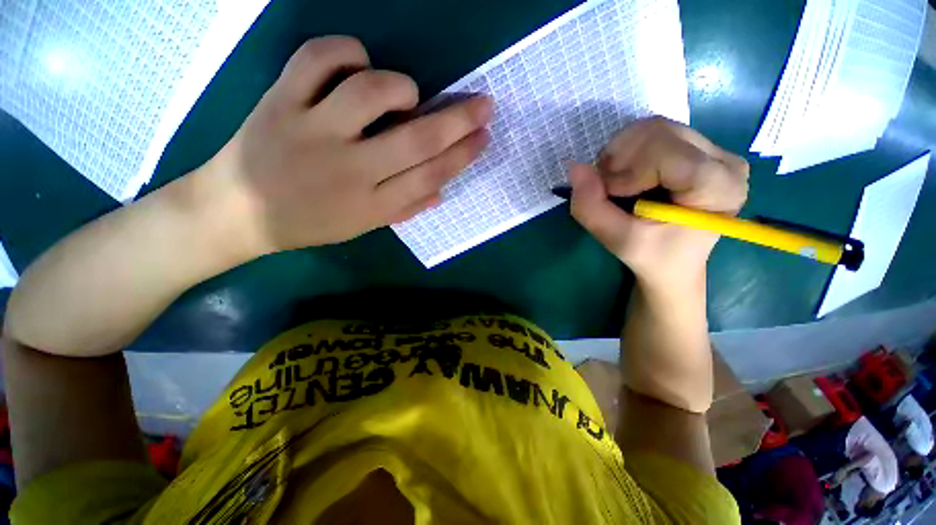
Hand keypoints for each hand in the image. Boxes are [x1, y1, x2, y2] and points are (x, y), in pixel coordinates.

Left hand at [206, 36, 492, 254]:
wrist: (238, 212)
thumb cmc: (309, 223)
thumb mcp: (362, 226)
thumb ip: (404, 209)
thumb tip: (441, 191)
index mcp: (372, 205)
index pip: (431, 177)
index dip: (462, 156)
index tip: (484, 137)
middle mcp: (350, 169)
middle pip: (416, 141)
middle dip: (458, 121)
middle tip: (484, 104)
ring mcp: (312, 131)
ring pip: (370, 93)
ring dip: (401, 87)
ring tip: (409, 95)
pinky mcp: (280, 101)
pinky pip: (316, 59)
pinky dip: (346, 51)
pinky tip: (359, 64)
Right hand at [569, 117, 747, 289]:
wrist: (673, 262)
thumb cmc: (651, 256)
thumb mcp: (617, 240)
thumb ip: (591, 207)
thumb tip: (575, 168)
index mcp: (719, 190)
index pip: (670, 156)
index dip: (629, 171)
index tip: (611, 195)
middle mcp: (724, 161)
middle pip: (660, 133)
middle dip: (620, 160)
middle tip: (606, 189)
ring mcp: (713, 150)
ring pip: (654, 128)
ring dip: (620, 154)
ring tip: (614, 183)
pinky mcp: (696, 148)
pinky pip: (653, 133)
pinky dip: (626, 151)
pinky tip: (624, 174)